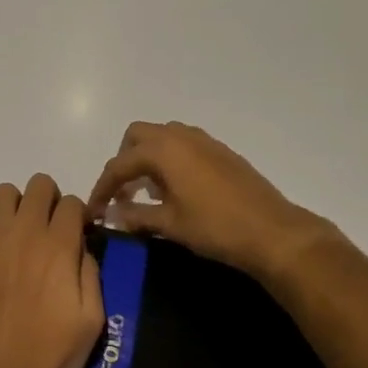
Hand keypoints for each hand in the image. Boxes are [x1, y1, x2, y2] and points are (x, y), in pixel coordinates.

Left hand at [0, 174, 104, 367]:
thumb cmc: (51, 357)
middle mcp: (25, 233)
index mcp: (59, 247)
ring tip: (17, 238)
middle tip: (48, 232)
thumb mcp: (92, 321)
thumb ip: (92, 275)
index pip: (71, 202)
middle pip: (39, 184)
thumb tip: (82, 247)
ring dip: (15, 208)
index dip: (77, 216)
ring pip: (3, 193)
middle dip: (48, 201)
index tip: (76, 236)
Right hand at [87, 122, 330, 280]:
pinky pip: (184, 144)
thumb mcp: (170, 224)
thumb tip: (112, 214)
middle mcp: (181, 136)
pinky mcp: (221, 151)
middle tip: (123, 193)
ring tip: (149, 192)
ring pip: (163, 137)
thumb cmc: (215, 227)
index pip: (119, 164)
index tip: (95, 211)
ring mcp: (204, 141)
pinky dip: (170, 159)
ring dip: (148, 158)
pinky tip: (176, 190)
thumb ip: (136, 215)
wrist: (272, 231)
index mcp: (163, 150)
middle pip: (137, 136)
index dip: (102, 187)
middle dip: (124, 161)